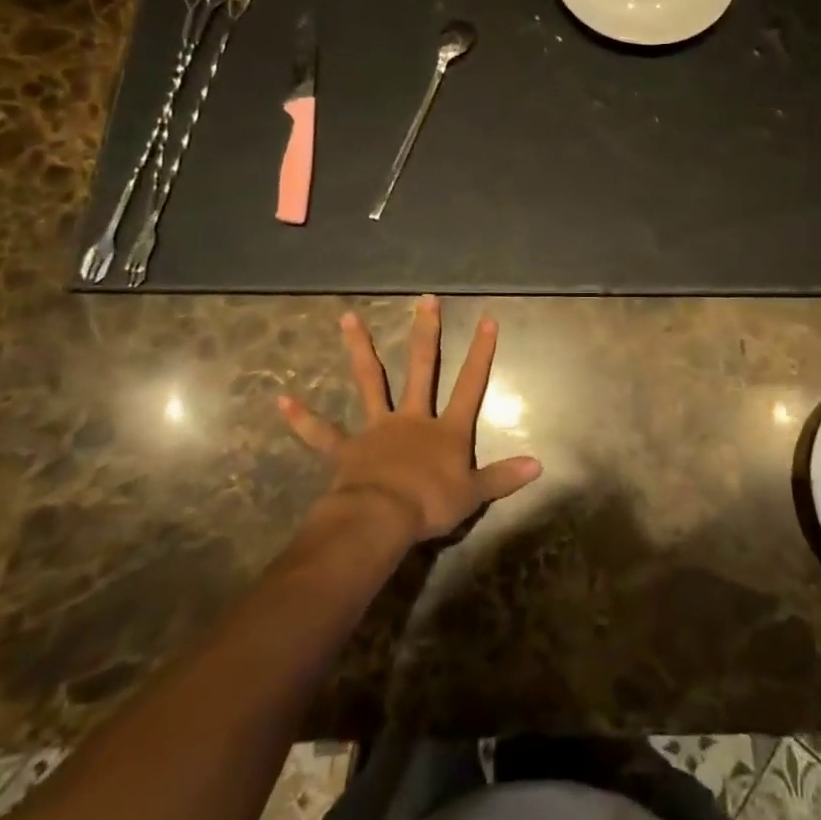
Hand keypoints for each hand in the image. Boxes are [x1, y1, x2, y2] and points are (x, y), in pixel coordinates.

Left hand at [278, 296, 542, 541]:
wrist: (381, 519)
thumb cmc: (430, 505)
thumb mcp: (475, 494)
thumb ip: (504, 477)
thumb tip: (539, 466)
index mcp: (446, 429)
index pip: (470, 384)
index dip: (480, 353)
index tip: (486, 319)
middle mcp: (412, 418)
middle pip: (422, 368)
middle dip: (426, 333)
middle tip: (425, 300)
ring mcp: (377, 429)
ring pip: (370, 382)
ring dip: (360, 349)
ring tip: (348, 317)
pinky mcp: (348, 449)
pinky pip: (322, 433)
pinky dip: (302, 418)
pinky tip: (280, 400)